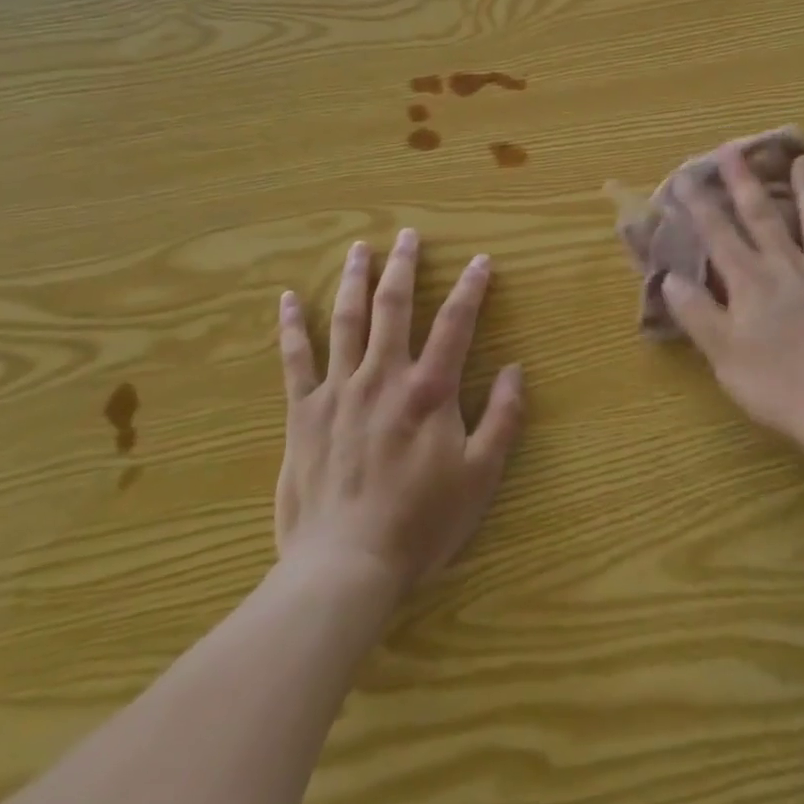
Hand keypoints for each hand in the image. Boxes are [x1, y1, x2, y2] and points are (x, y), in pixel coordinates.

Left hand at [274, 230, 525, 594]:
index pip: (456, 323)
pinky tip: (287, 299)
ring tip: (359, 248)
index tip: (480, 261)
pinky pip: (295, 360)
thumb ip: (502, 418)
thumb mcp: (480, 477)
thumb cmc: (419, 524)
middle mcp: (384, 377)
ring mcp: (339, 391)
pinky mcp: (303, 413)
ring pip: (347, 321)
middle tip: (407, 235)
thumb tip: (516, 370)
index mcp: (429, 391)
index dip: (471, 288)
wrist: (344, 568)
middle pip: (395, 307)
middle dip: (403, 266)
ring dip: (354, 280)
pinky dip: (292, 327)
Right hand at [661, 148, 803, 451]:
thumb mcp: (723, 355)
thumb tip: (670, 277)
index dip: (700, 205)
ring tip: (803, 160)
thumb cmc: (777, 386)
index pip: (719, 235)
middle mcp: (787, 268)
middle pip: (764, 217)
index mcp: (751, 283)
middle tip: (734, 149)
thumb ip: (697, 313)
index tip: (686, 176)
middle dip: (745, 182)